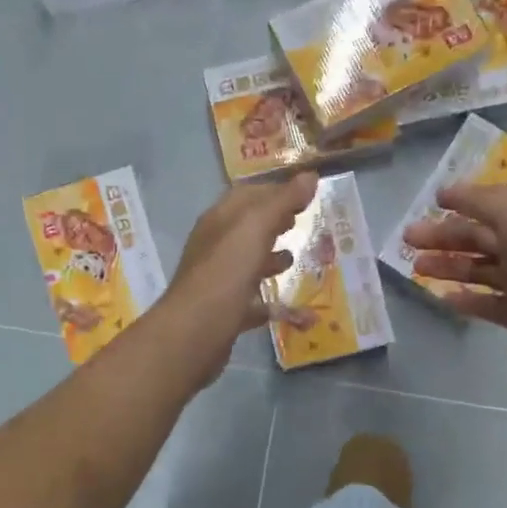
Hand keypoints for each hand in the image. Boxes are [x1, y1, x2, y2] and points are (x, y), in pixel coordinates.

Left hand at [155, 174, 317, 383]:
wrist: (196, 331)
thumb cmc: (226, 272)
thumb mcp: (256, 228)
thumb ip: (282, 202)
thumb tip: (310, 176)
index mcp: (219, 221)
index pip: (246, 195)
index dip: (274, 191)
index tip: (305, 193)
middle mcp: (215, 247)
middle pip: (246, 228)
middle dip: (272, 222)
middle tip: (300, 221)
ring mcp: (218, 281)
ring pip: (246, 263)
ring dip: (269, 258)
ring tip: (294, 259)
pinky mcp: (224, 312)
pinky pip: (251, 301)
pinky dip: (269, 300)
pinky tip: (289, 307)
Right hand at [402, 183, 506, 380]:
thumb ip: (482, 200)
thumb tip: (449, 191)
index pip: (492, 205)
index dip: (463, 201)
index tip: (431, 202)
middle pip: (479, 237)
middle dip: (443, 236)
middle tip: (408, 239)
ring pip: (478, 269)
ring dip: (448, 265)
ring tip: (417, 268)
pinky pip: (485, 302)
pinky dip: (464, 298)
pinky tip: (443, 297)